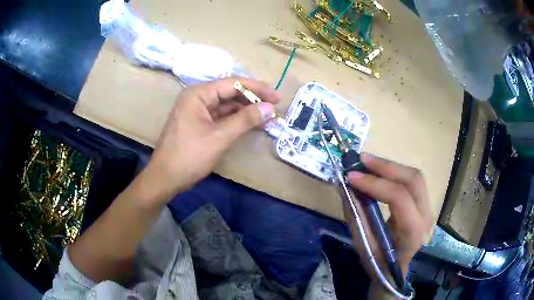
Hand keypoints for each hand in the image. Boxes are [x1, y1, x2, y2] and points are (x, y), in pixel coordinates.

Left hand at [141, 77, 279, 203]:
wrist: (165, 178)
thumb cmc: (189, 156)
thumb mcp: (219, 137)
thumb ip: (245, 120)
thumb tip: (270, 108)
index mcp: (198, 94)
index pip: (233, 83)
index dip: (257, 89)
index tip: (277, 97)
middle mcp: (198, 97)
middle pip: (230, 92)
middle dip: (253, 99)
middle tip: (275, 107)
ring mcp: (198, 110)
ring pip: (227, 105)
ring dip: (246, 110)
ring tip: (267, 117)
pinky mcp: (200, 123)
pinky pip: (222, 116)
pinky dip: (237, 120)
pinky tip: (252, 124)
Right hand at [345, 153, 432, 280]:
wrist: (394, 271)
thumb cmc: (378, 263)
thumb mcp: (363, 245)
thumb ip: (356, 216)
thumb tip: (344, 187)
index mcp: (413, 232)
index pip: (399, 198)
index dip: (375, 184)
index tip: (351, 176)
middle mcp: (426, 216)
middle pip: (412, 180)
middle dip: (386, 166)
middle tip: (361, 159)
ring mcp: (428, 208)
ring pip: (414, 176)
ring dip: (390, 166)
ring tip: (368, 161)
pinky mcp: (424, 203)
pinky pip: (412, 180)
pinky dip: (395, 171)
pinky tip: (380, 170)